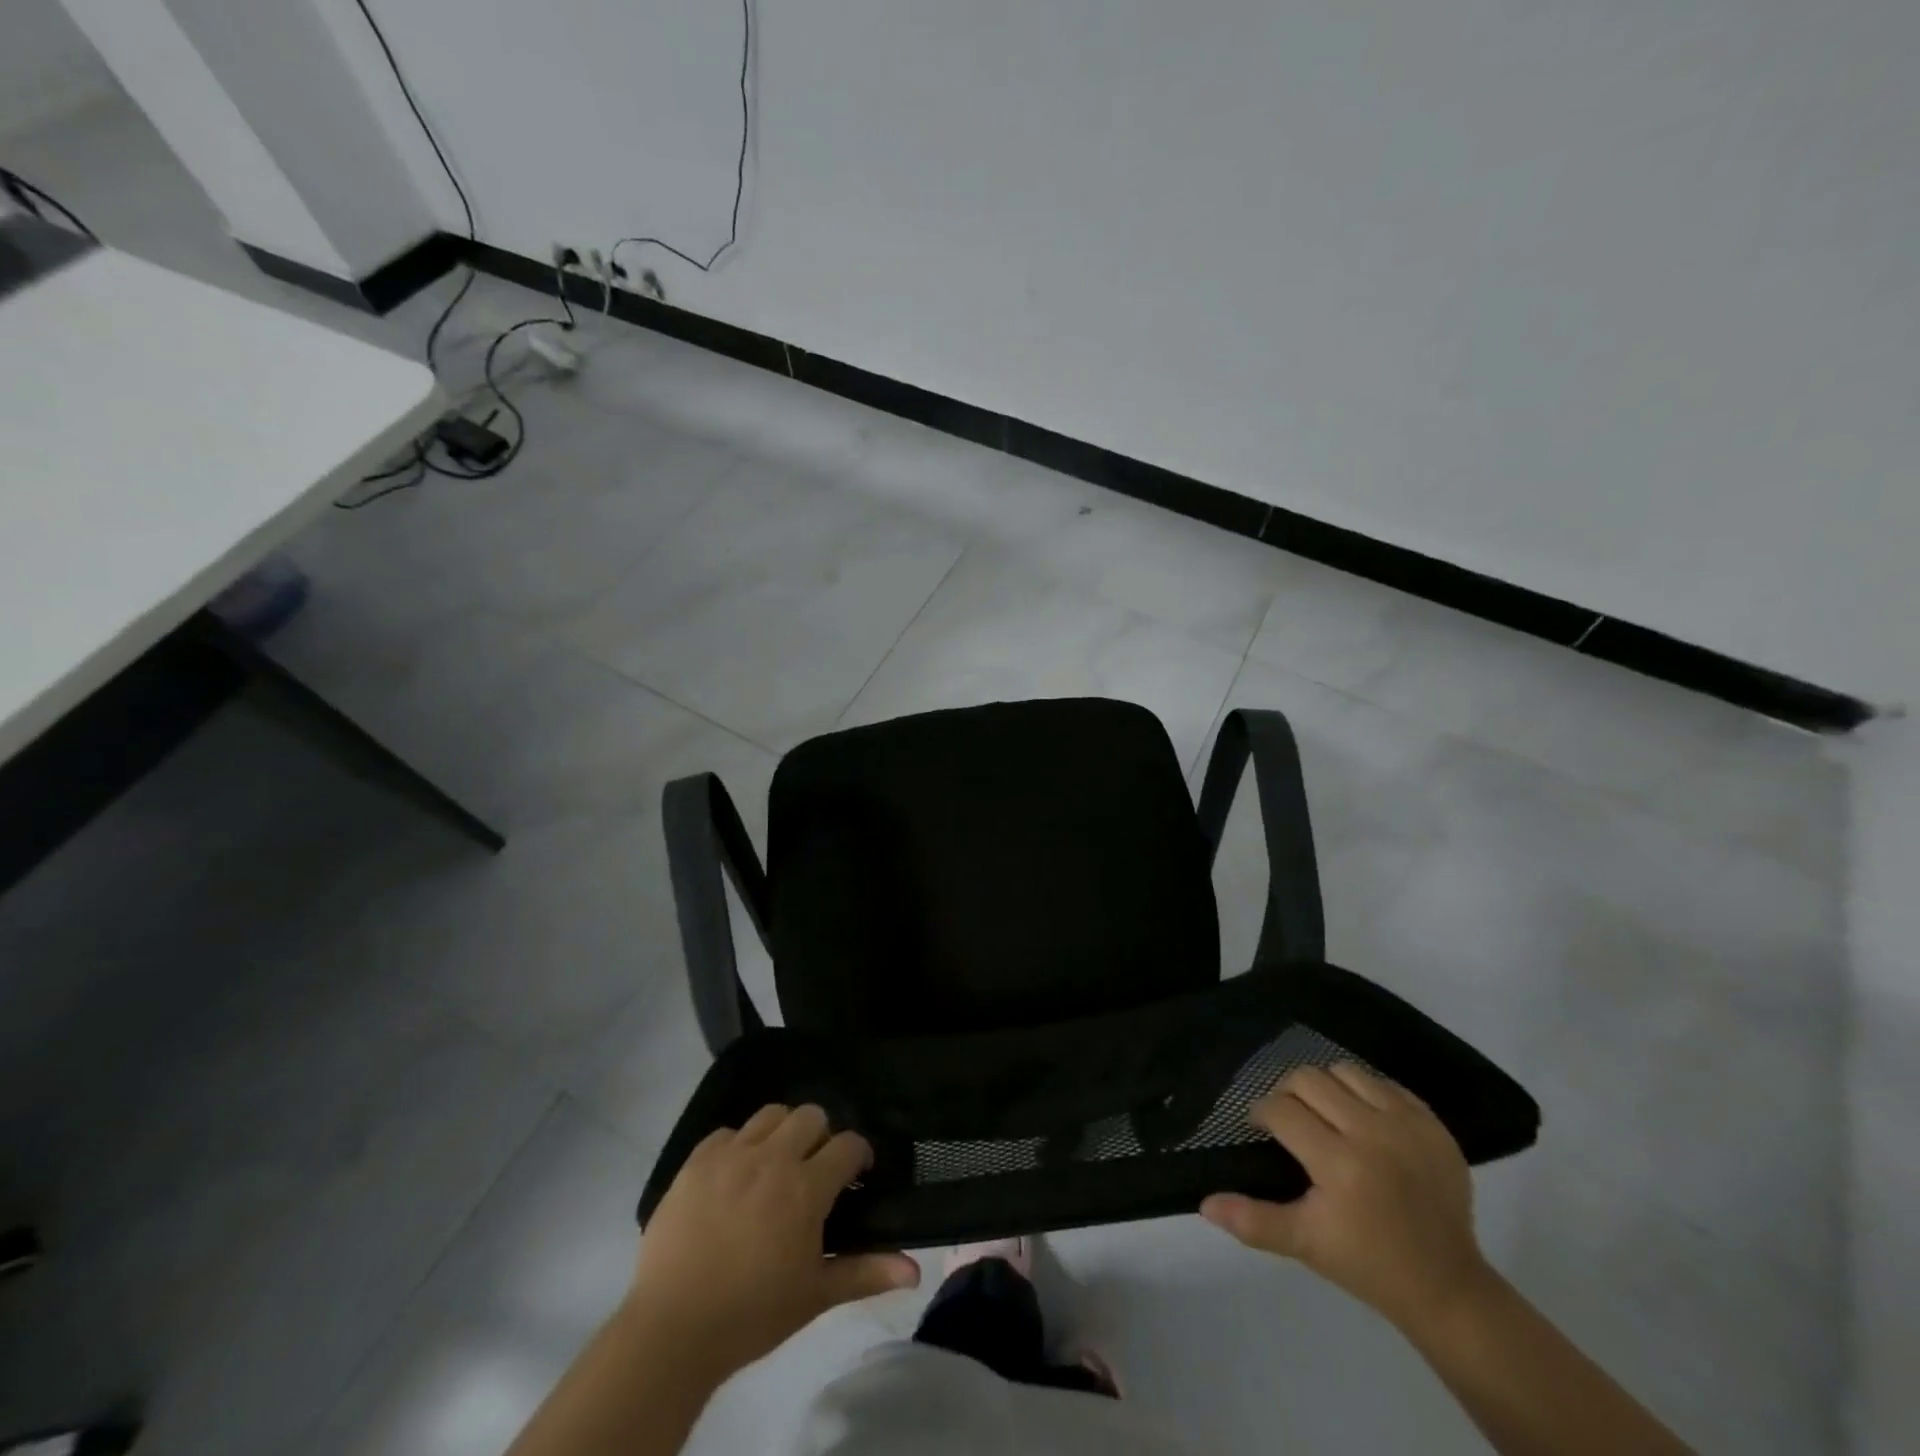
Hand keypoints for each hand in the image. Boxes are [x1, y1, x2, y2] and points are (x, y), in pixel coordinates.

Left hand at [626, 1104, 919, 1376]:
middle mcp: (773, 1157)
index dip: (858, 1156)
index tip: (856, 1176)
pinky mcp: (696, 1161)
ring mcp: (732, 1154)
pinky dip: (737, 1146)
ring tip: (775, 1165)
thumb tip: (915, 1271)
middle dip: (821, 1136)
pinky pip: (726, 1133)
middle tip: (814, 1170)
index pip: (848, 1144)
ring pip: (771, 1114)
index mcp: (806, 1187)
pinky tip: (734, 1176)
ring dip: (782, 1132)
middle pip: (811, 1115)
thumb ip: (865, 1272)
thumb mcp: (815, 1295)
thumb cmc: (752, 1314)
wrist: (672, 1329)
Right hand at [1200, 1064, 1492, 1330]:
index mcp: (1340, 1164)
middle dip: (1287, 1094)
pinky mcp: (1432, 1122)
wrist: (1449, 1287)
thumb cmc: (1368, 1264)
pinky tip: (1361, 1120)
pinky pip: (1383, 1082)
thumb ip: (1253, 1220)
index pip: (1281, 1110)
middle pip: (1308, 1079)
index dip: (1261, 1115)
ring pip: (1345, 1071)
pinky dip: (1363, 1093)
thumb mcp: (1305, 1244)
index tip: (1261, 1130)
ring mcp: (1407, 1124)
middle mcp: (1373, 1133)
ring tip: (1325, 1115)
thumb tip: (1204, 1203)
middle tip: (1289, 1120)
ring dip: (1325, 1087)